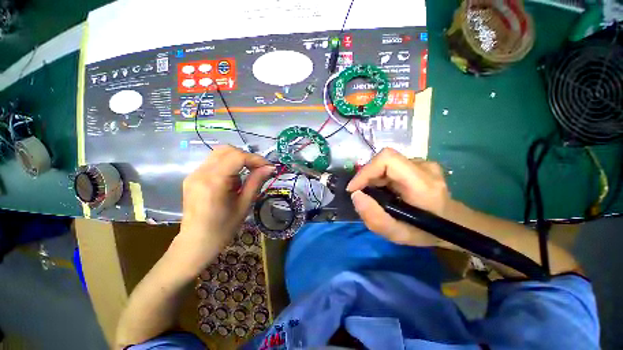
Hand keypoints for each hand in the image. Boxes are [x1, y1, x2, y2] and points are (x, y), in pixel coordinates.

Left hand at [180, 146, 273, 248]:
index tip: (268, 167)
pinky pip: (214, 162)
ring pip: (220, 153)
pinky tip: (232, 181)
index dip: (256, 159)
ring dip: (238, 160)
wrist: (196, 242)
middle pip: (227, 150)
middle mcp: (200, 173)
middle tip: (259, 169)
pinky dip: (228, 165)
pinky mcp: (193, 176)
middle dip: (247, 157)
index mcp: (213, 182)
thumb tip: (270, 168)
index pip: (237, 157)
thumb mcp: (244, 205)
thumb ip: (256, 182)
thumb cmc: (223, 228)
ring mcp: (194, 174)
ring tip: (245, 176)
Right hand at [346, 148, 451, 245]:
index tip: (354, 189)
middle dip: (367, 177)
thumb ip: (375, 219)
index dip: (365, 171)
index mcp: (422, 184)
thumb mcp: (399, 235)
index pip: (387, 159)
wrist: (454, 223)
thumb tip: (355, 195)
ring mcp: (423, 163)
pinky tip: (386, 190)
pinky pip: (392, 166)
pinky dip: (381, 177)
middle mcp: (424, 167)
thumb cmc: (427, 232)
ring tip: (375, 195)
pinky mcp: (420, 164)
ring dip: (374, 178)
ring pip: (387, 163)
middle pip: (384, 160)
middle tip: (363, 195)